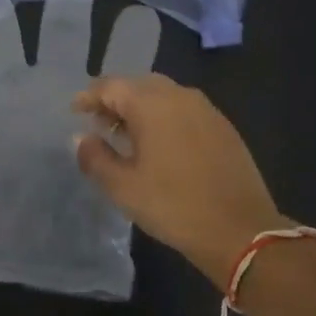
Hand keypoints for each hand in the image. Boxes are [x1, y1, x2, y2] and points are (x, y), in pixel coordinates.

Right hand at [72, 74, 290, 288]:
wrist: (240, 230)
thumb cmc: (173, 206)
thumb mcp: (122, 187)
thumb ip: (94, 157)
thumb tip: (82, 138)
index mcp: (151, 104)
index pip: (110, 86)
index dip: (89, 97)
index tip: (75, 112)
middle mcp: (179, 96)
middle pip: (138, 85)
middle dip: (114, 100)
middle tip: (98, 123)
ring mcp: (205, 109)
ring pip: (163, 95)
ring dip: (139, 108)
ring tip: (126, 135)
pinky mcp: (222, 126)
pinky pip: (183, 109)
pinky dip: (163, 117)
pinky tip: (159, 144)